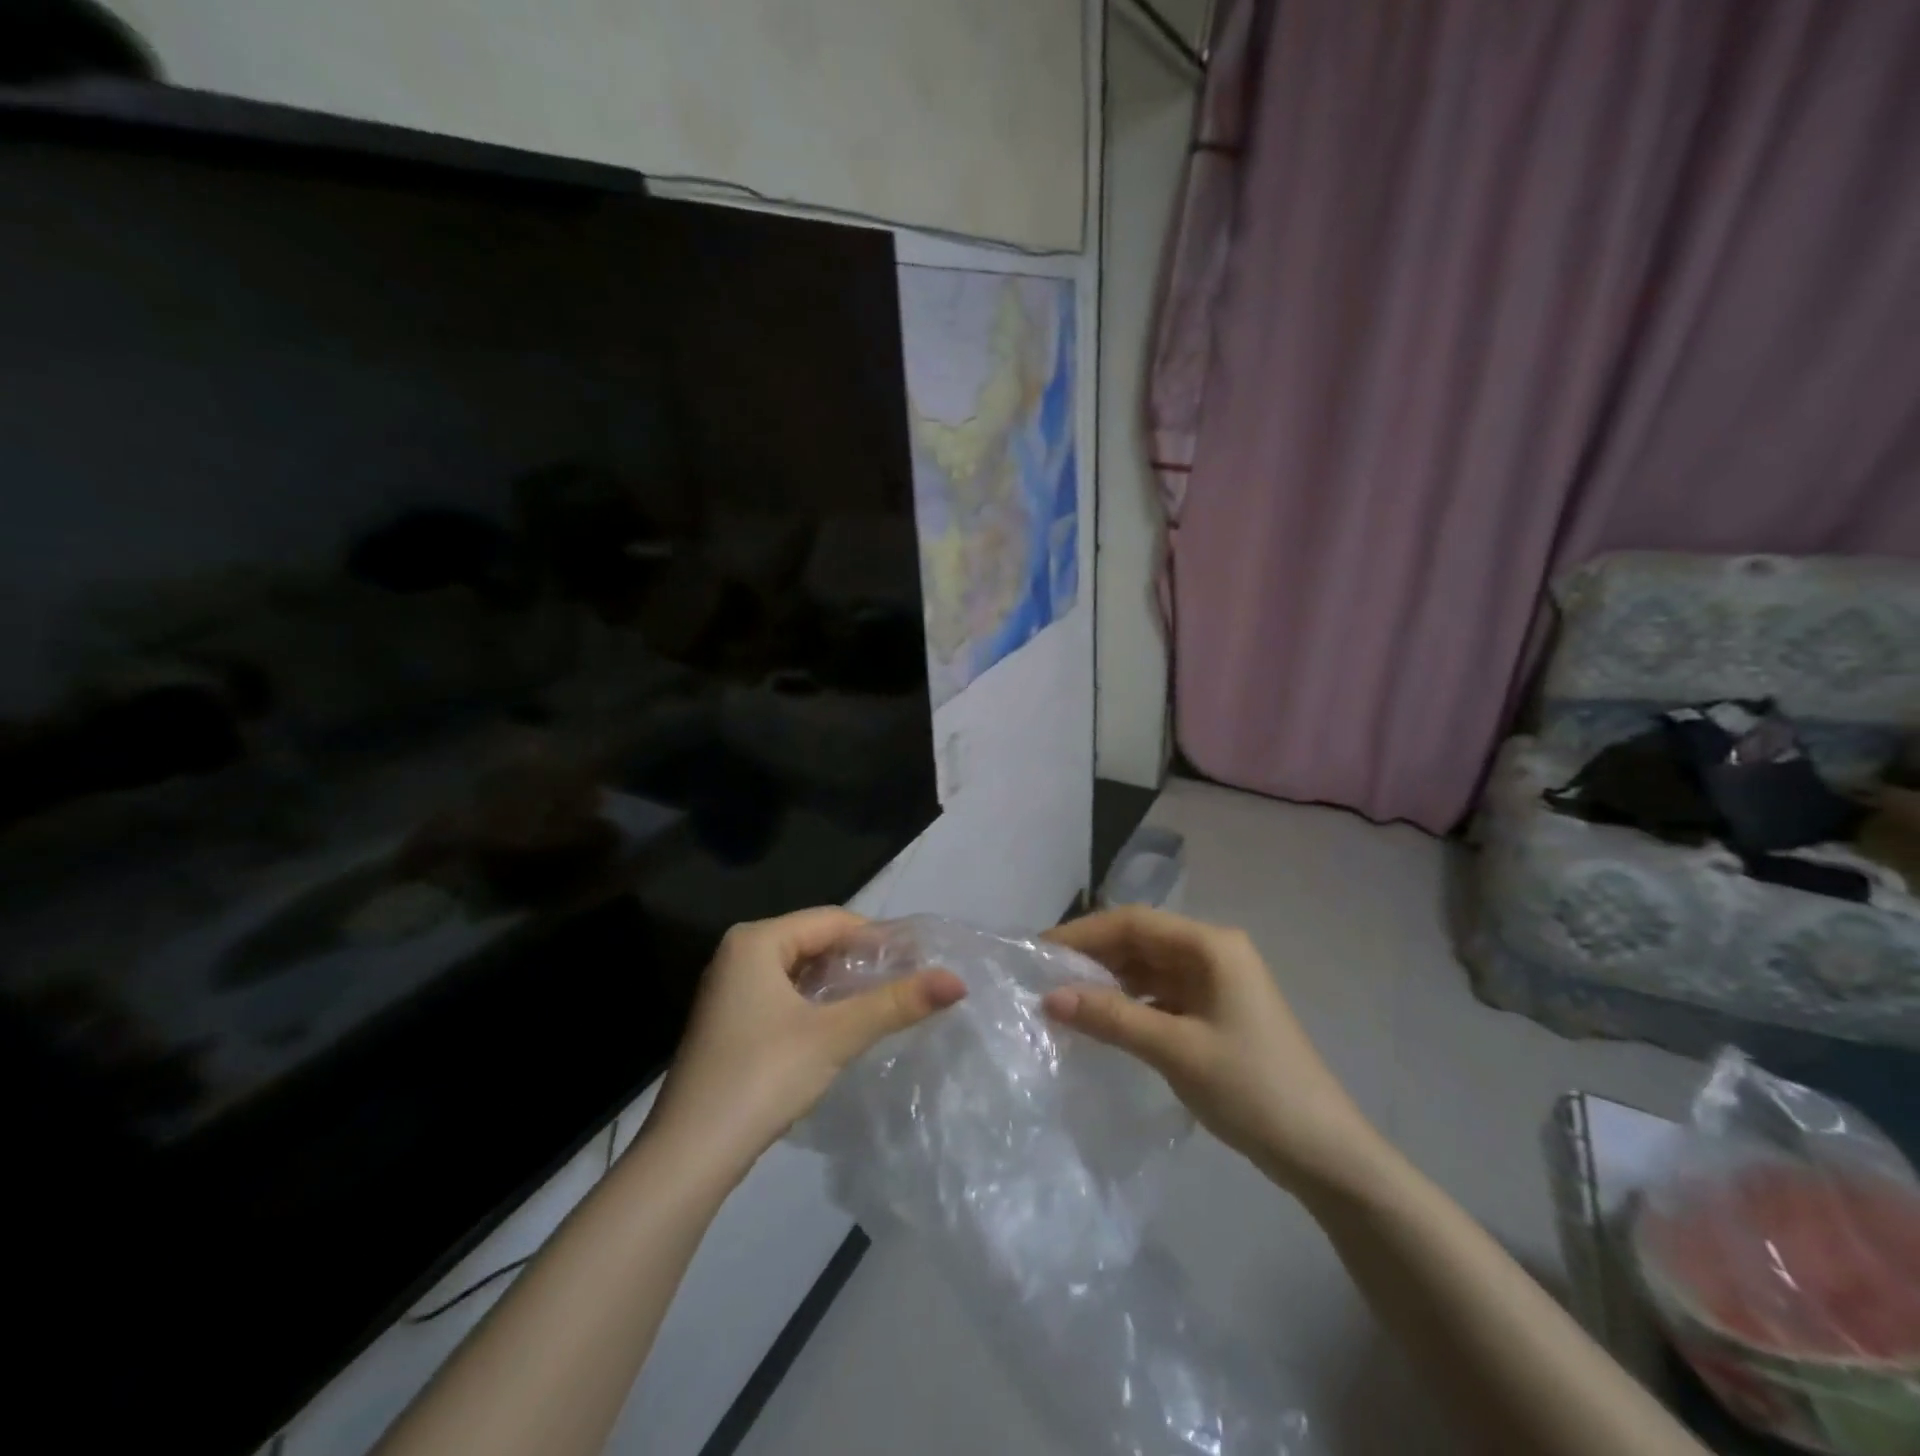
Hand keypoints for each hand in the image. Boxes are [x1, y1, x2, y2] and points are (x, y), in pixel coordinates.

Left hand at [646, 908, 965, 1173]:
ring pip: (801, 971)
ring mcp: (730, 989)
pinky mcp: (730, 1022)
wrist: (689, 1156)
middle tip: (908, 984)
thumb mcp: (836, 1035)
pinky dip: (816, 1005)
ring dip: (840, 986)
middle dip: (861, 963)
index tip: (919, 961)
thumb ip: (896, 1004)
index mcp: (757, 940)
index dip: (879, 938)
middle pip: (816, 942)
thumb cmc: (762, 1077)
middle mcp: (739, 953)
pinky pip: (784, 995)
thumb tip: (958, 981)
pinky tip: (842, 1028)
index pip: (833, 920)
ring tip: (885, 1005)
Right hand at [1044, 907, 1383, 1195]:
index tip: (1039, 951)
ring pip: (1149, 968)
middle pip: (1140, 941)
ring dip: (1109, 981)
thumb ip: (1112, 1018)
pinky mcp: (1215, 1012)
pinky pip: (1161, 995)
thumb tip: (1049, 998)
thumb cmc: (1253, 1089)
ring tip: (1063, 998)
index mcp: (1211, 946)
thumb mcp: (1176, 1050)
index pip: (1134, 923)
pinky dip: (1130, 1003)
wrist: (1324, 1153)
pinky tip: (1102, 1020)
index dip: (1083, 933)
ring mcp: (1216, 983)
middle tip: (1043, 977)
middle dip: (1093, 956)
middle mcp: (1213, 953)